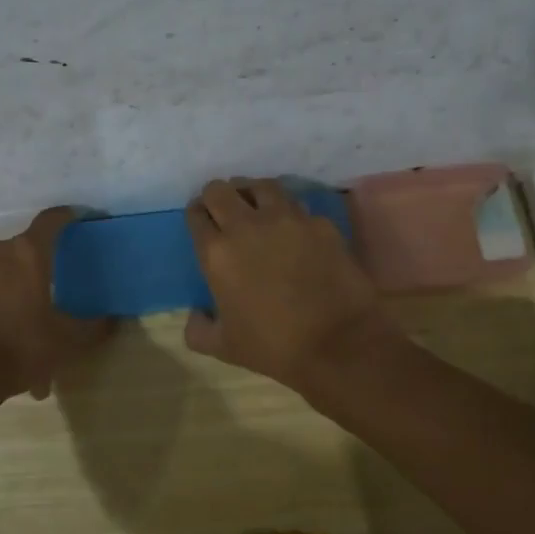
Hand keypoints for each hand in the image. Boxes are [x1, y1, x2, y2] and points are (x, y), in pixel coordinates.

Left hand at [0, 207, 112, 402]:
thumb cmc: (18, 350)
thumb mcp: (67, 343)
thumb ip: (94, 328)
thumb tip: (112, 320)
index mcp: (27, 255)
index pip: (51, 220)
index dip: (66, 216)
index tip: (76, 218)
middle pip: (19, 250)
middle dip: (32, 270)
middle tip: (42, 299)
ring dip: (2, 290)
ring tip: (10, 327)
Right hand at [183, 178, 397, 391]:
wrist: (339, 342)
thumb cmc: (275, 346)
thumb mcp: (224, 347)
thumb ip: (199, 330)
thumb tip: (195, 315)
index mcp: (217, 252)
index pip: (196, 214)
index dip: (197, 215)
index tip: (202, 222)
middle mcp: (247, 225)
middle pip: (221, 190)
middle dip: (217, 197)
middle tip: (224, 211)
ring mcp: (286, 218)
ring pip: (260, 185)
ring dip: (252, 193)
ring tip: (256, 207)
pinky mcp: (319, 222)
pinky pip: (297, 206)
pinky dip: (289, 212)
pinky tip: (293, 228)